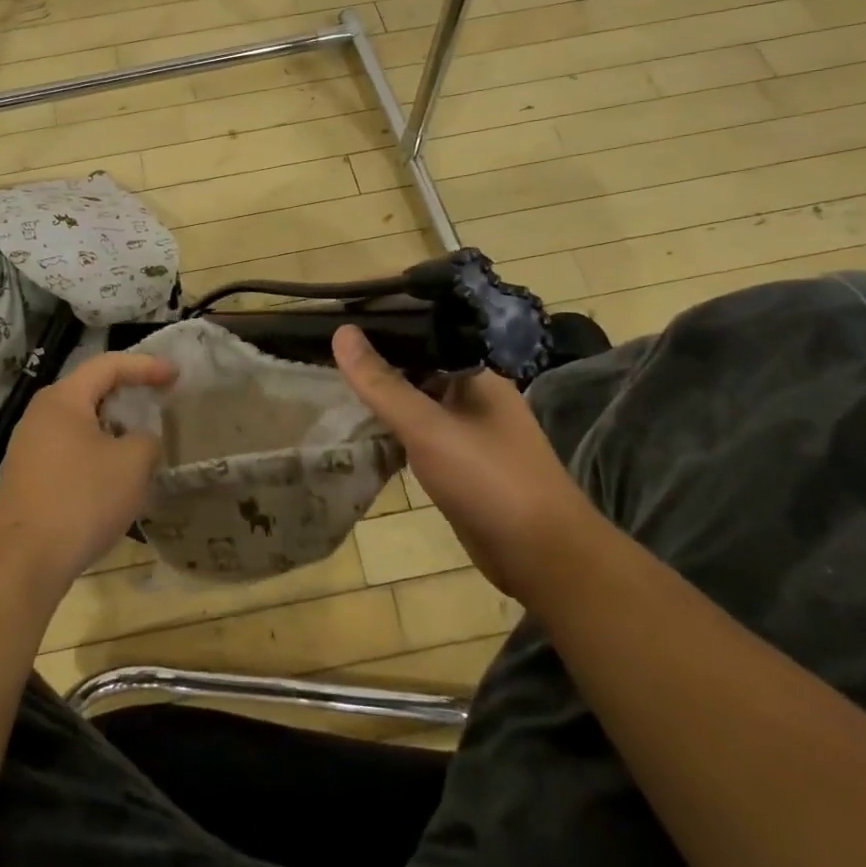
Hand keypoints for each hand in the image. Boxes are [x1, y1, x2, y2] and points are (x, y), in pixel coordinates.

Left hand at [0, 352, 176, 597]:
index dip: (146, 365)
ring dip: (114, 432)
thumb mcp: (132, 464)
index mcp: (62, 399)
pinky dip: (97, 457)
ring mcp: (28, 449)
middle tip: (160, 403)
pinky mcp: (26, 480)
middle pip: (91, 392)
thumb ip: (147, 440)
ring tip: (142, 447)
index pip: (108, 364)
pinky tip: (114, 482)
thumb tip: (140, 442)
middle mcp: (39, 416)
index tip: (176, 375)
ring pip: (81, 426)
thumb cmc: (80, 500)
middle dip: (129, 397)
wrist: (20, 563)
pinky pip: (69, 454)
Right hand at [333, 324, 590, 599]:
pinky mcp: (456, 458)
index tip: (340, 308)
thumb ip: (383, 383)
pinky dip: (388, 423)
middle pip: (415, 359)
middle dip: (374, 353)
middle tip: (322, 341)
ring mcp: (465, 425)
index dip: (383, 315)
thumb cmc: (491, 480)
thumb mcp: (429, 427)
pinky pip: (415, 428)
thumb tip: (342, 331)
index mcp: (476, 369)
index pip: (424, 325)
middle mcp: (471, 390)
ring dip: (379, 389)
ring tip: (329, 373)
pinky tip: (356, 421)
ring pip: (413, 395)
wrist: (543, 558)